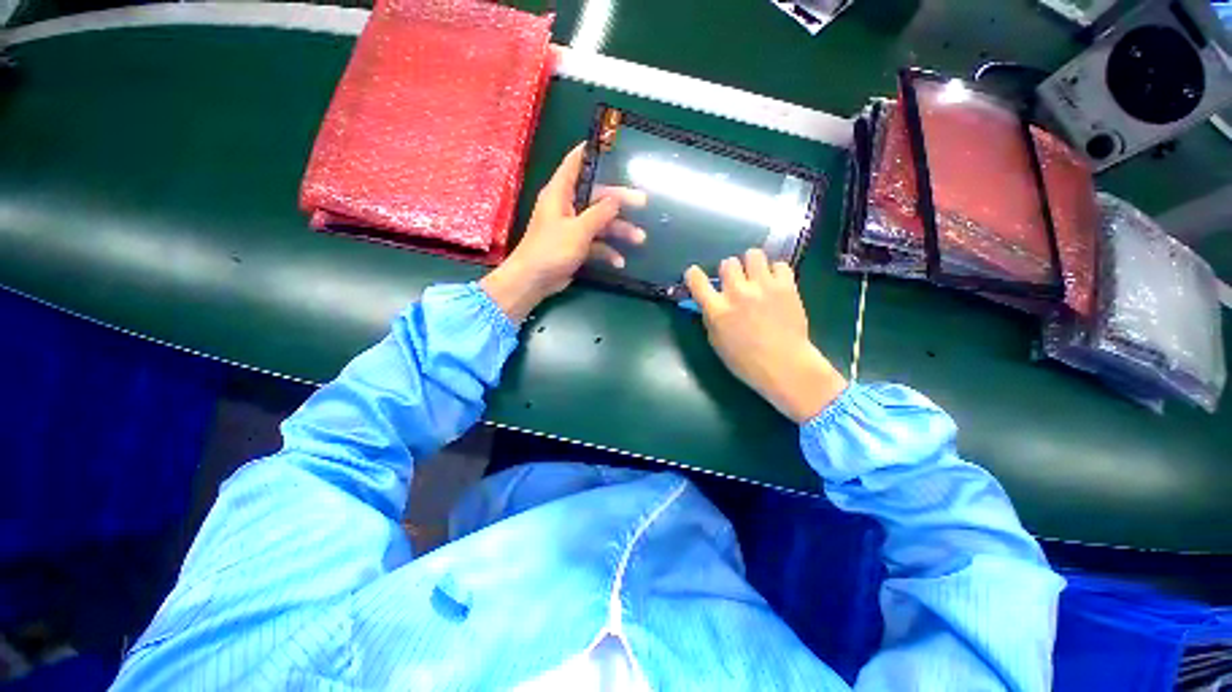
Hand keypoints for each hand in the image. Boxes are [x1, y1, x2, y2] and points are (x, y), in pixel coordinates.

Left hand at [481, 144, 646, 320]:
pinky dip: (607, 251)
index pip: (574, 163)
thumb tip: (616, 199)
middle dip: (619, 201)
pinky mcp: (575, 246)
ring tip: (640, 239)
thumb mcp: (578, 230)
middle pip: (596, 197)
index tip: (610, 144)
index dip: (591, 152)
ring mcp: (571, 228)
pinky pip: (595, 243)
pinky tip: (619, 262)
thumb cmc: (552, 250)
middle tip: (643, 202)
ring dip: (619, 231)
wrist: (534, 280)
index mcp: (560, 193)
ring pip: (599, 222)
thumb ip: (599, 213)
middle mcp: (566, 206)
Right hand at [685, 250, 846, 422]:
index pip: (697, 281)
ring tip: (757, 276)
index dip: (693, 274)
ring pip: (753, 254)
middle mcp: (737, 293)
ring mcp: (763, 287)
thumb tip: (709, 303)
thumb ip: (711, 318)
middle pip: (728, 262)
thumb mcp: (717, 342)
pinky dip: (776, 272)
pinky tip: (776, 284)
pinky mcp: (786, 286)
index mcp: (717, 310)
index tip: (695, 274)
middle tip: (736, 282)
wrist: (784, 366)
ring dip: (752, 264)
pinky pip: (779, 264)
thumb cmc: (746, 362)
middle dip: (729, 271)